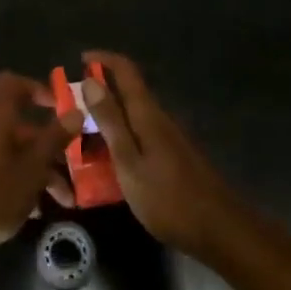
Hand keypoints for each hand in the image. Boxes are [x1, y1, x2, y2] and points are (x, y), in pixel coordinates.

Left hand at [0, 73, 81, 251]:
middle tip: (74, 172)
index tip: (58, 106)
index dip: (36, 88)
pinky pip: (2, 170)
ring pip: (15, 153)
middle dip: (51, 148)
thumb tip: (76, 111)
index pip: (12, 84)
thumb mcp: (32, 169)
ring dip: (41, 172)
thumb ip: (54, 139)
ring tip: (63, 202)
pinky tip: (36, 212)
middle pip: (21, 128)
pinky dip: (22, 183)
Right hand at [80, 50, 243, 260]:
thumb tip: (90, 80)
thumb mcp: (129, 161)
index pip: (126, 70)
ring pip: (133, 114)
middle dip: (100, 90)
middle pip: (128, 90)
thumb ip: (110, 121)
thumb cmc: (168, 197)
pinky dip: (120, 136)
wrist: (220, 230)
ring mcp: (169, 137)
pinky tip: (108, 159)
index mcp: (147, 113)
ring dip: (108, 116)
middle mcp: (159, 117)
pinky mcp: (173, 156)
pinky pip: (140, 134)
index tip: (80, 59)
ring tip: (82, 134)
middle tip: (70, 105)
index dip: (103, 59)